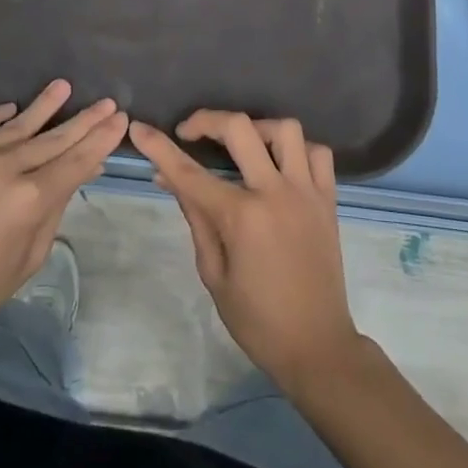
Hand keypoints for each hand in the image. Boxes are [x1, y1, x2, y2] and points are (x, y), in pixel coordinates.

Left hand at [0, 80, 127, 355]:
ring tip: (63, 87)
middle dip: (83, 120)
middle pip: (52, 138)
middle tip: (105, 101)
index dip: (101, 138)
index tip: (120, 118)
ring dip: (43, 106)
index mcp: (28, 201)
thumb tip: (88, 164)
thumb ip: (59, 203)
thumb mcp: (32, 254)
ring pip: (14, 125)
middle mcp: (0, 169)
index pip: (76, 160)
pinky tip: (12, 109)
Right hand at [129, 112, 361, 391]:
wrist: (317, 346)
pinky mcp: (328, 199)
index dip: (159, 147)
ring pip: (285, 130)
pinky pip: (318, 153)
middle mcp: (275, 193)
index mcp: (241, 218)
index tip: (139, 128)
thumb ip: (195, 218)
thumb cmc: (257, 320)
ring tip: (242, 145)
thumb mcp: (214, 274)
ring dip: (258, 128)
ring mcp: (306, 192)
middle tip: (190, 133)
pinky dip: (297, 149)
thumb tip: (168, 178)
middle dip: (207, 120)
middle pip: (239, 128)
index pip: (189, 173)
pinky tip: (281, 164)